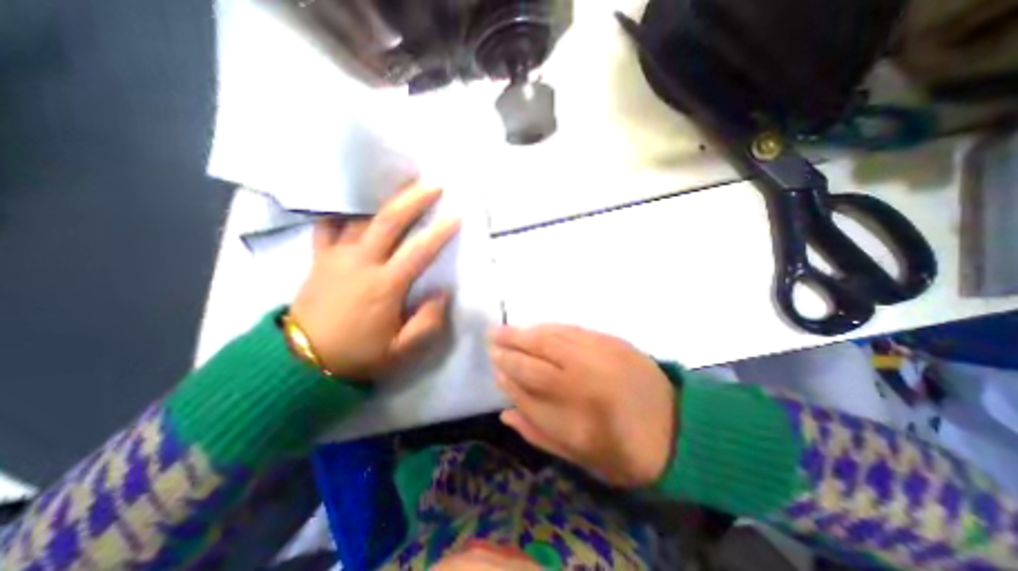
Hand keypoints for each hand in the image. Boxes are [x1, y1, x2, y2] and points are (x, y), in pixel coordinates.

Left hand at [289, 184, 459, 377]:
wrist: (301, 362)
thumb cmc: (357, 355)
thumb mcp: (400, 350)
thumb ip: (427, 322)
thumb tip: (442, 294)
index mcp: (385, 286)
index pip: (419, 251)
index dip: (439, 232)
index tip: (455, 216)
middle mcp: (361, 263)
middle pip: (388, 222)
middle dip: (413, 199)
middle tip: (432, 185)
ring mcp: (336, 257)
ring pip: (360, 217)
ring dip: (382, 199)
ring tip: (398, 184)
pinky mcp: (319, 258)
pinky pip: (327, 227)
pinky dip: (339, 211)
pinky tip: (351, 202)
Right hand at [487, 326, 674, 484]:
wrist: (678, 427)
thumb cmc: (626, 452)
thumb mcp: (580, 457)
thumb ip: (538, 433)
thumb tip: (505, 411)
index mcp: (574, 415)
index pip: (527, 388)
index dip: (507, 376)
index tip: (495, 368)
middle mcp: (583, 379)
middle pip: (536, 357)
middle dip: (509, 346)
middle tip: (491, 337)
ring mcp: (598, 355)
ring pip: (552, 337)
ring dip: (525, 332)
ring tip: (506, 330)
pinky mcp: (612, 341)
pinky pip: (572, 329)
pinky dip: (550, 327)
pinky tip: (538, 327)